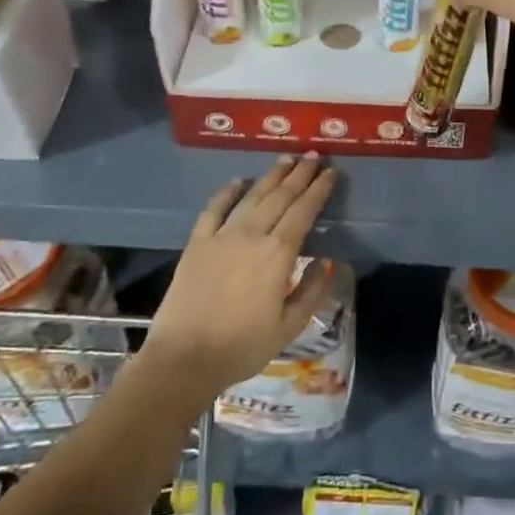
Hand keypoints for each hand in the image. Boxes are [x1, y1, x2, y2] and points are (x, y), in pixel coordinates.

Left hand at [141, 154, 338, 404]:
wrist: (184, 359)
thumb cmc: (242, 347)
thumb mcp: (290, 326)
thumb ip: (312, 290)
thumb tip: (327, 261)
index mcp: (278, 254)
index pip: (304, 211)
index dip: (319, 189)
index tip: (331, 173)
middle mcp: (252, 235)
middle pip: (280, 196)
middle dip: (300, 174)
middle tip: (314, 155)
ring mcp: (221, 236)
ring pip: (252, 196)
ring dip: (271, 176)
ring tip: (286, 159)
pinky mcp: (197, 243)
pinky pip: (214, 209)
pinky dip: (227, 192)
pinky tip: (238, 181)